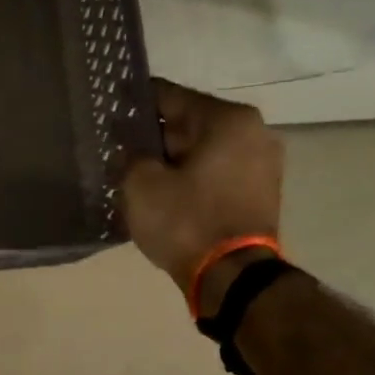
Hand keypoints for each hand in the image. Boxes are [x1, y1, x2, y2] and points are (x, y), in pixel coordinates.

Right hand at [123, 79, 283, 307]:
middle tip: (119, 149)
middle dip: (155, 138)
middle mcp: (254, 133)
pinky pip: (215, 176)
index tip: (111, 106)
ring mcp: (262, 166)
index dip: (136, 103)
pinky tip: (164, 195)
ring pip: (202, 154)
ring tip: (137, 176)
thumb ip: (130, 156)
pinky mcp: (259, 196)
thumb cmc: (185, 222)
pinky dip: (190, 181)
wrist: (231, 278)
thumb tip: (129, 149)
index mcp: (228, 119)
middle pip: (190, 126)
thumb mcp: (141, 184)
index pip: (171, 97)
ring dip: (172, 162)